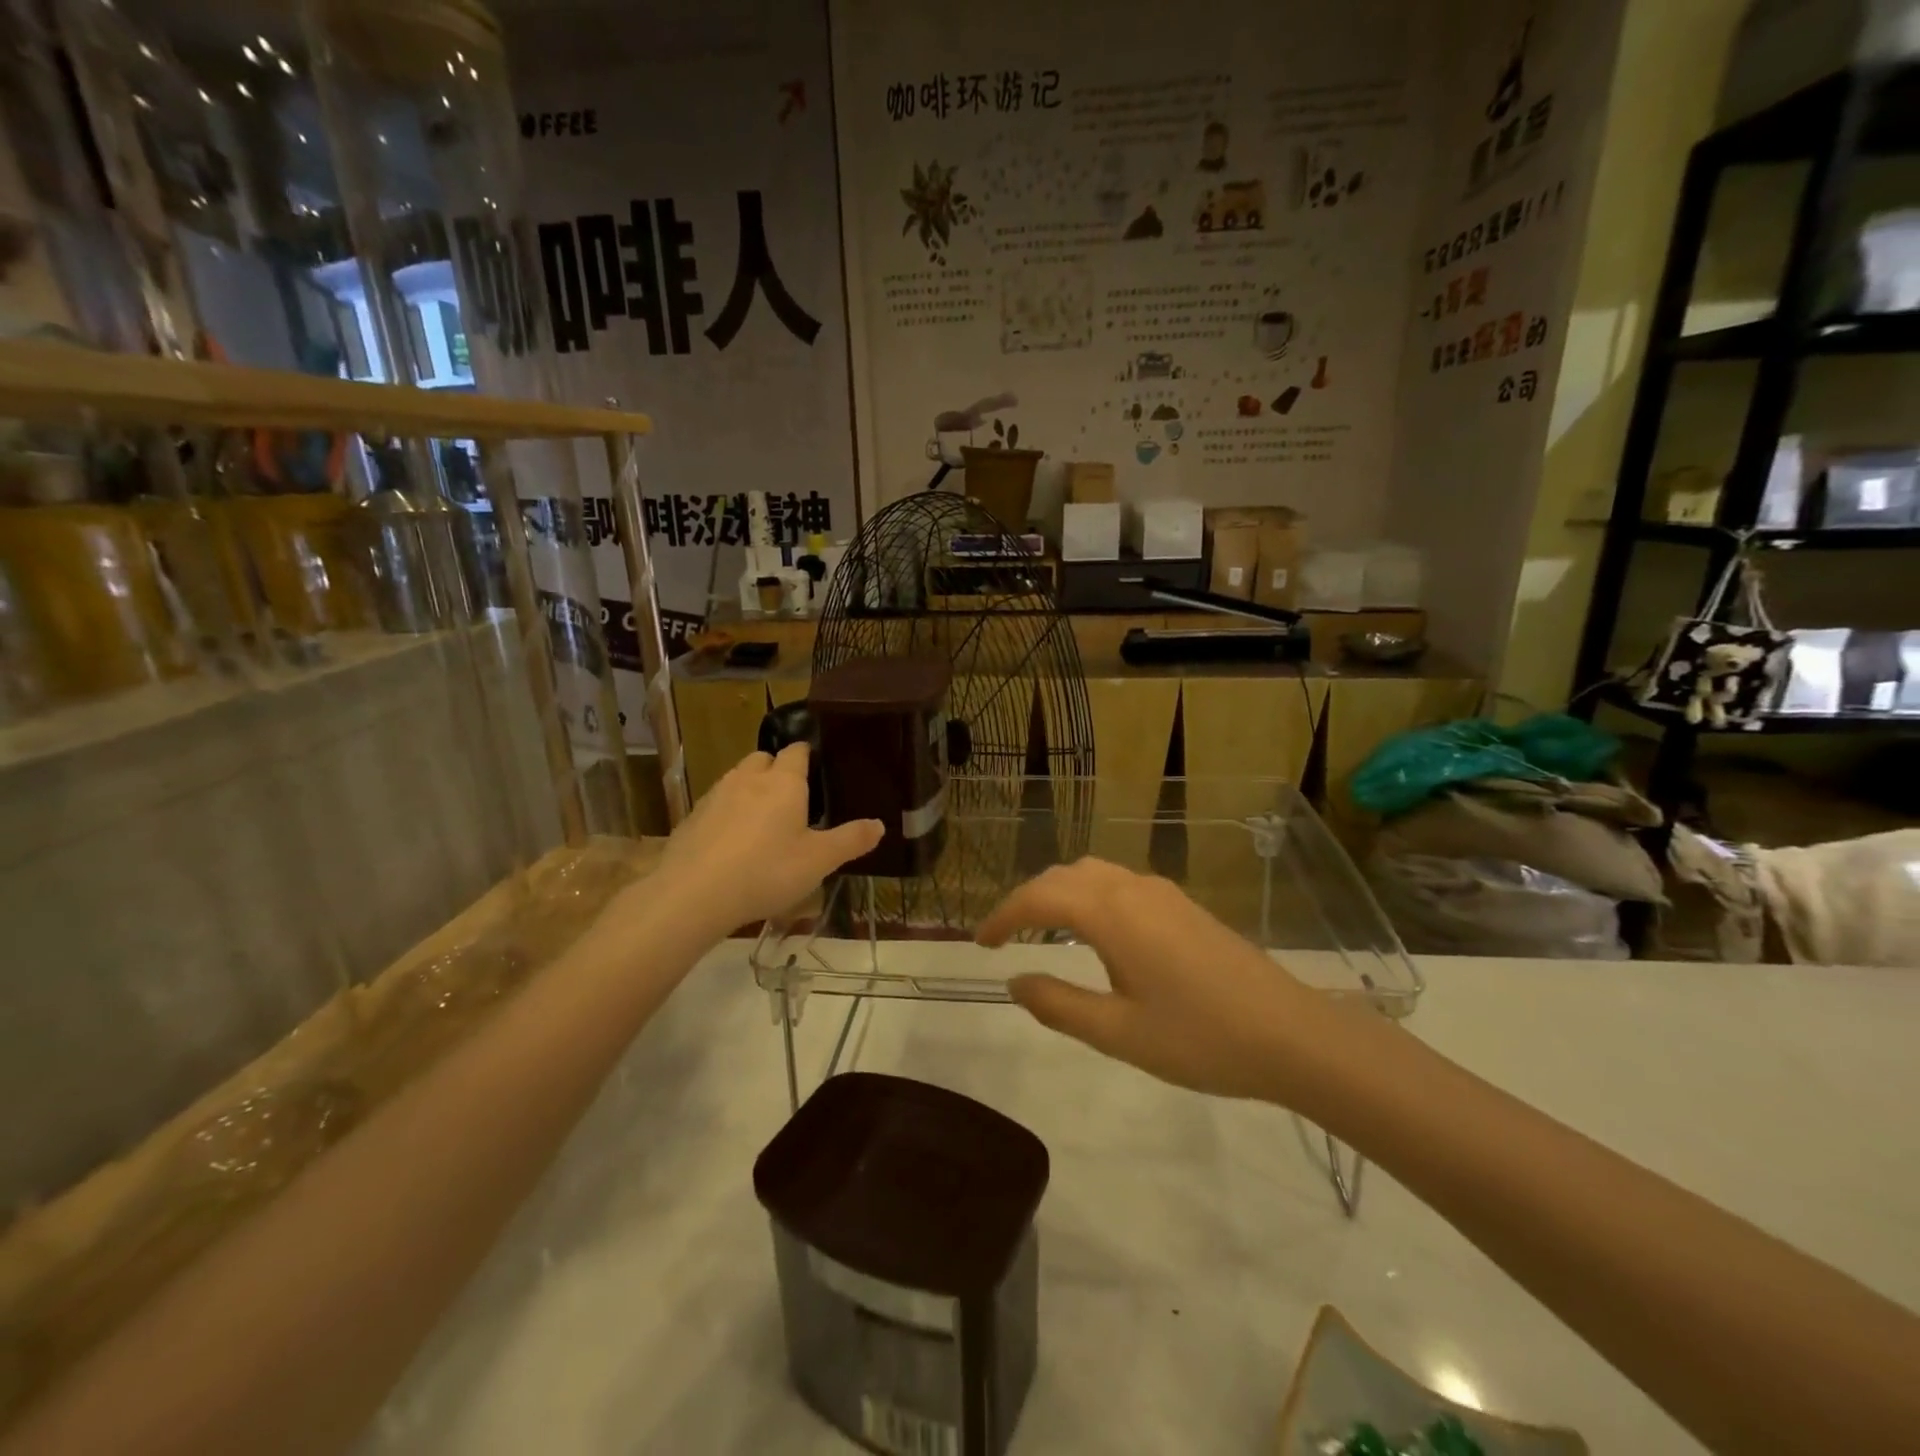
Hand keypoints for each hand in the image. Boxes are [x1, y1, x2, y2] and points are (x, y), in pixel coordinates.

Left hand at [654, 745, 881, 931]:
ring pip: (737, 779)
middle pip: (763, 759)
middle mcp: (748, 779)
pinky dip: (727, 814)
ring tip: (763, 820)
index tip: (818, 767)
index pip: (797, 751)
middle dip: (777, 769)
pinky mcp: (692, 818)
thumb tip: (880, 824)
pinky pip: (716, 805)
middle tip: (792, 797)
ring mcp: (716, 796)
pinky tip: (732, 842)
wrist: (693, 894)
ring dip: (750, 790)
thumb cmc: (766, 871)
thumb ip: (851, 840)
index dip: (808, 755)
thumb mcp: (819, 861)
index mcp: (784, 782)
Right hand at [976, 859, 1322, 1101]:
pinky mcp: (1183, 905)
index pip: (1039, 897)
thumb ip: (1059, 1005)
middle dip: (1027, 900)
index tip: (980, 944)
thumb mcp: (1119, 1033)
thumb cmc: (1200, 1038)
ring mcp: (1162, 893)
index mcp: (1111, 913)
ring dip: (1059, 892)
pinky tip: (1095, 930)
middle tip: (1005, 936)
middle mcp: (1132, 888)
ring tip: (1042, 928)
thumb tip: (1015, 981)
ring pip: (1093, 874)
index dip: (1003, 915)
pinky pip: (1118, 883)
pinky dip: (1088, 895)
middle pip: (1064, 876)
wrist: (1291, 1034)